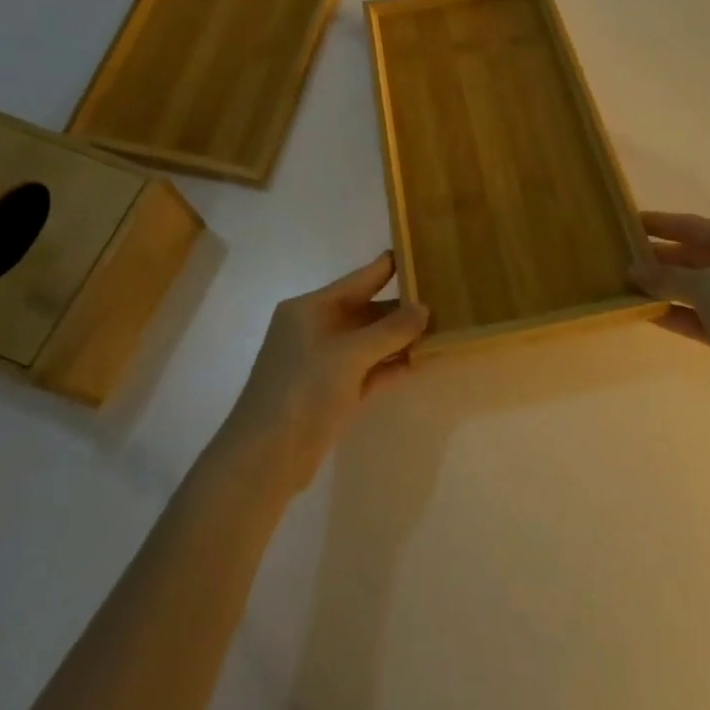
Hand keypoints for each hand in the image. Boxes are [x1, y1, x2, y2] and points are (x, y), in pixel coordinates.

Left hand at [218, 253, 429, 493]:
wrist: (265, 458)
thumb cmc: (303, 390)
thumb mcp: (350, 354)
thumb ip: (390, 330)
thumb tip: (424, 308)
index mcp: (310, 308)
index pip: (358, 279)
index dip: (389, 266)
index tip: (421, 251)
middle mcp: (316, 329)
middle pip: (366, 310)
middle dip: (402, 308)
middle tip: (444, 297)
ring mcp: (323, 362)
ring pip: (369, 342)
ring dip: (400, 338)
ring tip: (441, 327)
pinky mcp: (331, 393)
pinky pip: (368, 370)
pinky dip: (391, 366)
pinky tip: (421, 360)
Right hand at [631, 211, 709, 415]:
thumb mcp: (708, 286)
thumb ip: (667, 276)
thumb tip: (632, 270)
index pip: (694, 226)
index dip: (660, 223)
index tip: (627, 222)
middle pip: (692, 256)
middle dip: (658, 258)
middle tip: (619, 257)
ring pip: (693, 288)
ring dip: (662, 287)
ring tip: (624, 285)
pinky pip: (697, 316)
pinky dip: (674, 313)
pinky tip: (644, 313)